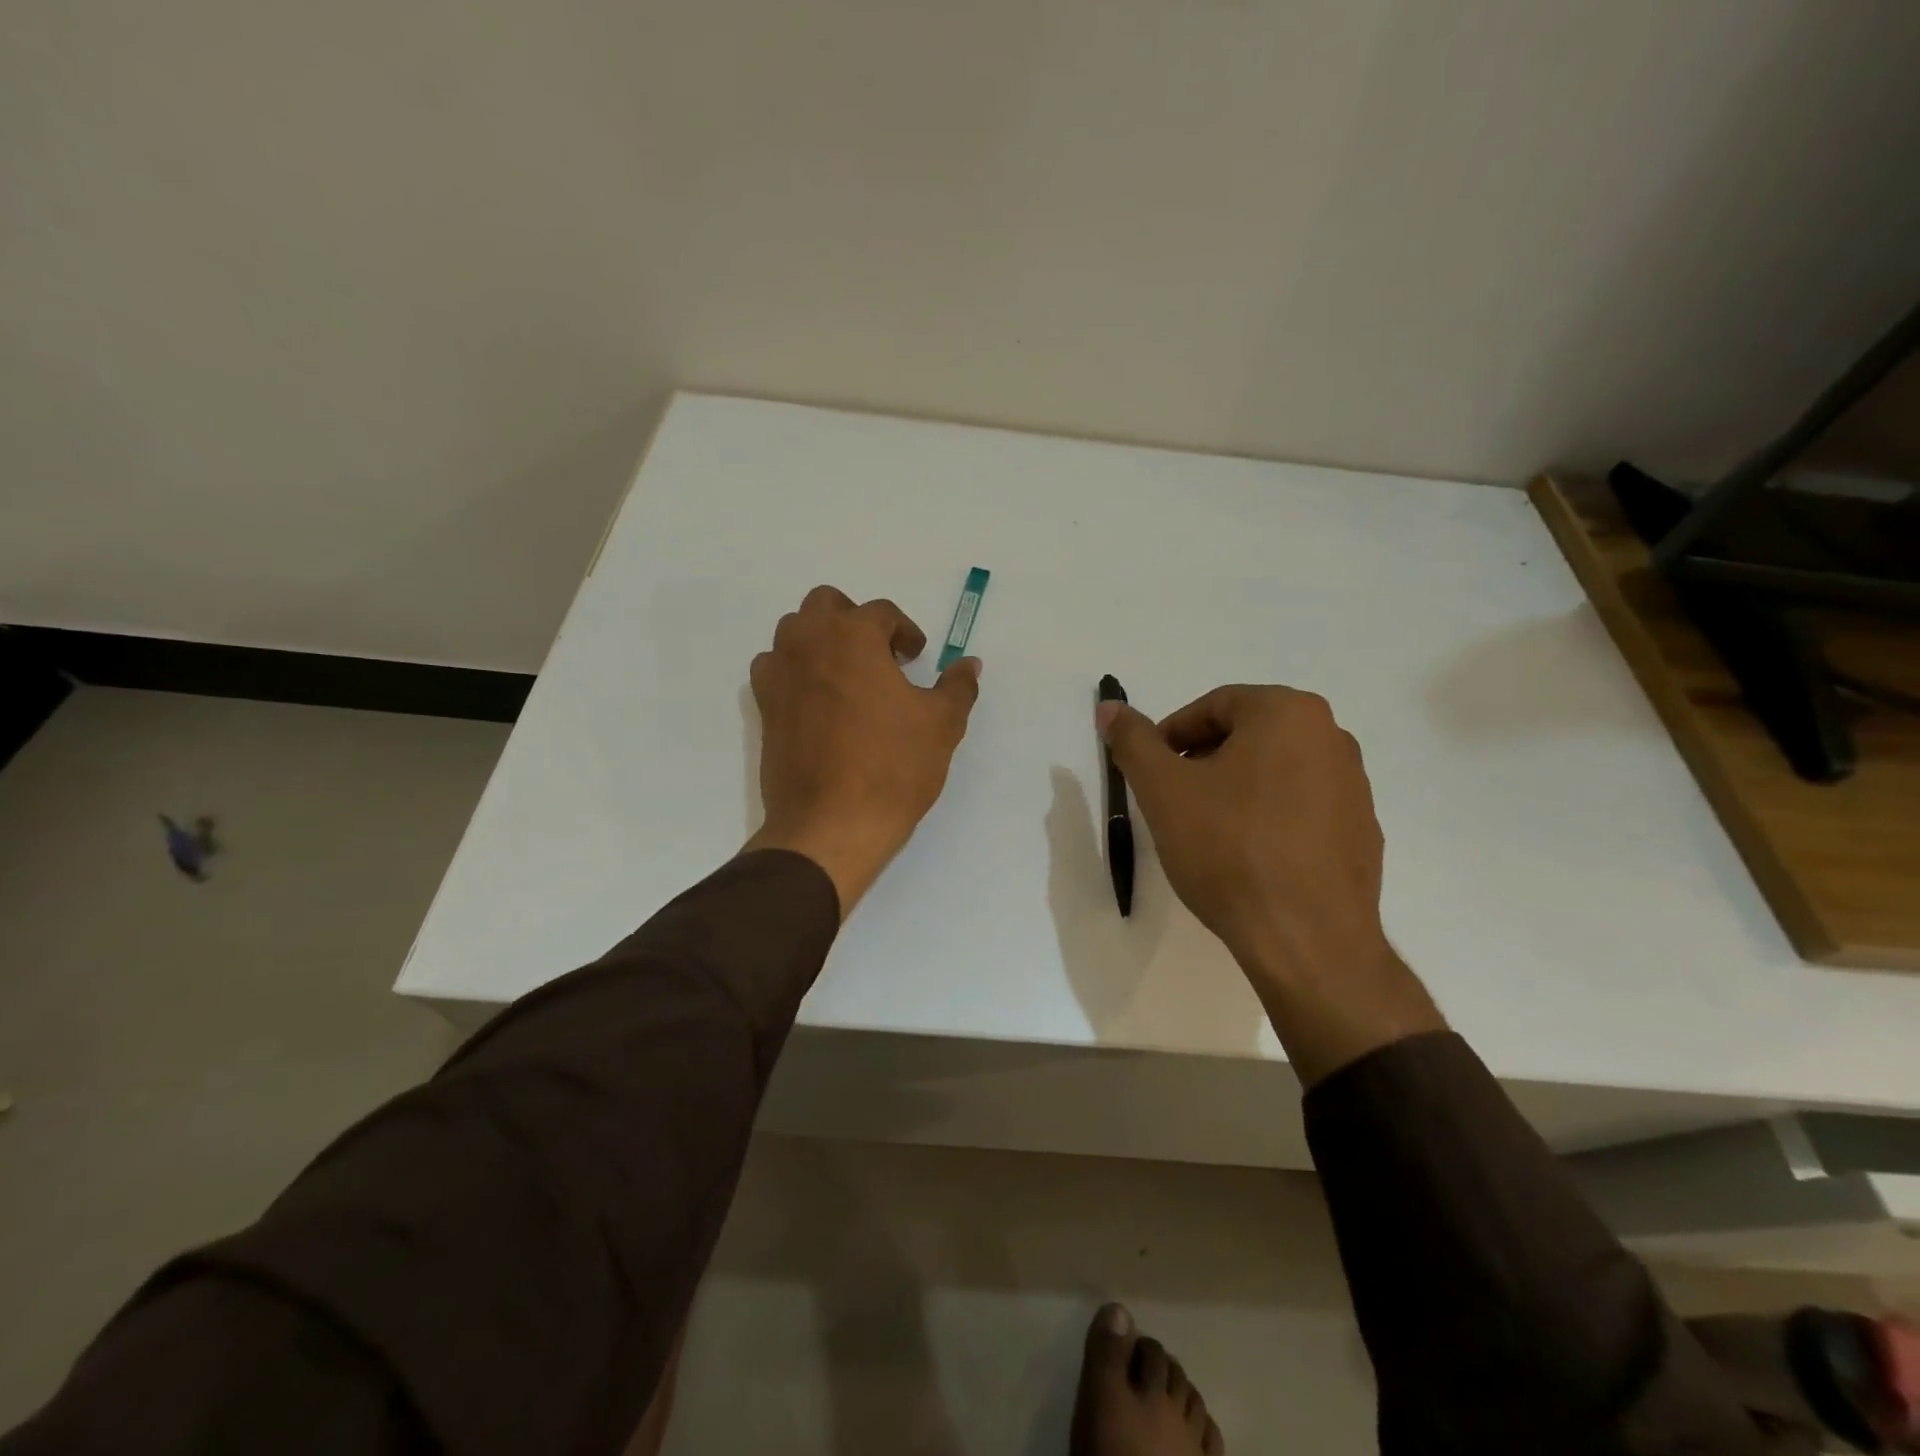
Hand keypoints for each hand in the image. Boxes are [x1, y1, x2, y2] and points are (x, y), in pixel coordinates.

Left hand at [746, 586, 981, 916]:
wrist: (831, 824)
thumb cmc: (893, 767)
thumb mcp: (942, 724)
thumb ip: (958, 686)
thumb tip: (970, 664)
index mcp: (853, 636)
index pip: (881, 612)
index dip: (905, 632)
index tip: (917, 658)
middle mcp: (809, 643)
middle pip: (826, 605)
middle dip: (855, 621)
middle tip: (880, 656)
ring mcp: (779, 674)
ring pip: (794, 632)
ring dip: (821, 641)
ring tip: (848, 676)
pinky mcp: (764, 707)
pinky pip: (774, 669)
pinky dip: (794, 671)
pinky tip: (817, 701)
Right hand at [1098, 685, 1442, 1083]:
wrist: (1307, 940)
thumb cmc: (1229, 850)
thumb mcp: (1163, 790)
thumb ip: (1133, 741)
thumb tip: (1110, 707)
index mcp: (1288, 713)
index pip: (1214, 706)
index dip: (1171, 736)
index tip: (1150, 773)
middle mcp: (1332, 737)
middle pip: (1247, 734)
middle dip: (1202, 761)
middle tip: (1172, 800)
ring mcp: (1354, 786)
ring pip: (1275, 770)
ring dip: (1235, 788)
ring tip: (1207, 831)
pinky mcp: (1362, 831)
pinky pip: (1302, 806)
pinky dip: (1269, 816)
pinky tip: (1247, 856)